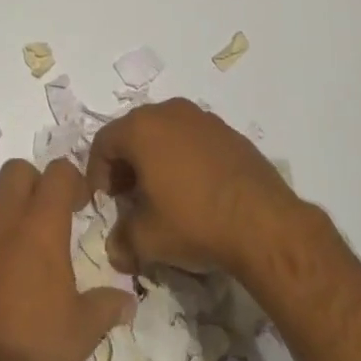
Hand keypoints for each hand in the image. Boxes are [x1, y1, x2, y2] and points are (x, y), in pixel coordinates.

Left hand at [0, 158, 135, 360]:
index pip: (58, 172)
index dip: (72, 179)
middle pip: (17, 170)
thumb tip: (129, 301)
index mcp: (41, 226)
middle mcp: (5, 222)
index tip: (82, 203)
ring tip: (22, 243)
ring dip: (7, 209)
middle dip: (35, 183)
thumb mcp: (83, 330)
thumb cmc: (35, 349)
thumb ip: (106, 306)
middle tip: (51, 215)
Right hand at [87, 97, 302, 277]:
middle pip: (133, 132)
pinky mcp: (227, 130)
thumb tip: (115, 248)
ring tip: (162, 194)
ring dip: (155, 158)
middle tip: (129, 197)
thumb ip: (122, 239)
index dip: (97, 172)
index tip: (105, 201)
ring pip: (165, 132)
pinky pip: (192, 138)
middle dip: (126, 164)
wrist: (262, 221)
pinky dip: (184, 157)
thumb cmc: (194, 221)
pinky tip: (195, 189)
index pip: (103, 142)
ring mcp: (201, 117)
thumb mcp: (148, 239)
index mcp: (141, 128)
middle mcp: (168, 112)